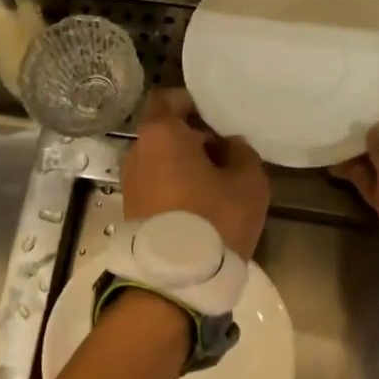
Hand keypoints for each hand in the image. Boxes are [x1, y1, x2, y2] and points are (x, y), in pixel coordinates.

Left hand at [122, 89, 269, 256]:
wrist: (175, 280)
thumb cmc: (214, 219)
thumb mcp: (248, 181)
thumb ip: (241, 151)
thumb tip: (228, 145)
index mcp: (161, 133)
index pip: (169, 99)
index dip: (193, 104)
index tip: (217, 120)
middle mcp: (138, 152)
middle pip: (165, 132)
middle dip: (193, 138)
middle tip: (225, 155)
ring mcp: (130, 183)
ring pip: (160, 161)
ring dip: (184, 166)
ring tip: (215, 185)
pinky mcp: (130, 210)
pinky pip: (155, 185)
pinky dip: (174, 187)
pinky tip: (199, 206)